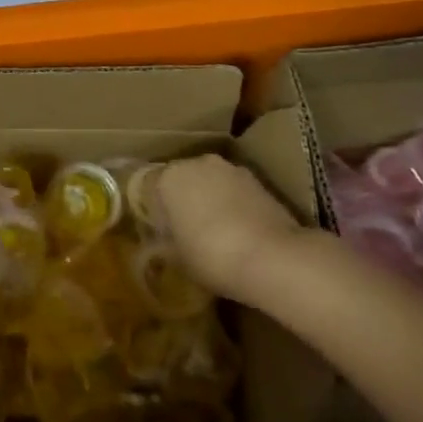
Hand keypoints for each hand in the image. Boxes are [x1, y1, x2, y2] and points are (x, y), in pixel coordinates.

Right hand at [154, 154, 300, 297]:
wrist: (273, 258)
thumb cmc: (211, 256)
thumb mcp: (178, 258)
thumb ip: (168, 241)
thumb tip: (167, 240)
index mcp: (168, 177)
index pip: (149, 187)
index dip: (154, 210)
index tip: (159, 232)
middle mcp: (197, 163)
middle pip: (183, 180)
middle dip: (183, 200)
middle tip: (184, 230)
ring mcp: (232, 169)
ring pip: (211, 183)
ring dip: (210, 200)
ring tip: (214, 232)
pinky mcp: (260, 181)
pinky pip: (235, 192)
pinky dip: (234, 205)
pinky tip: (238, 232)